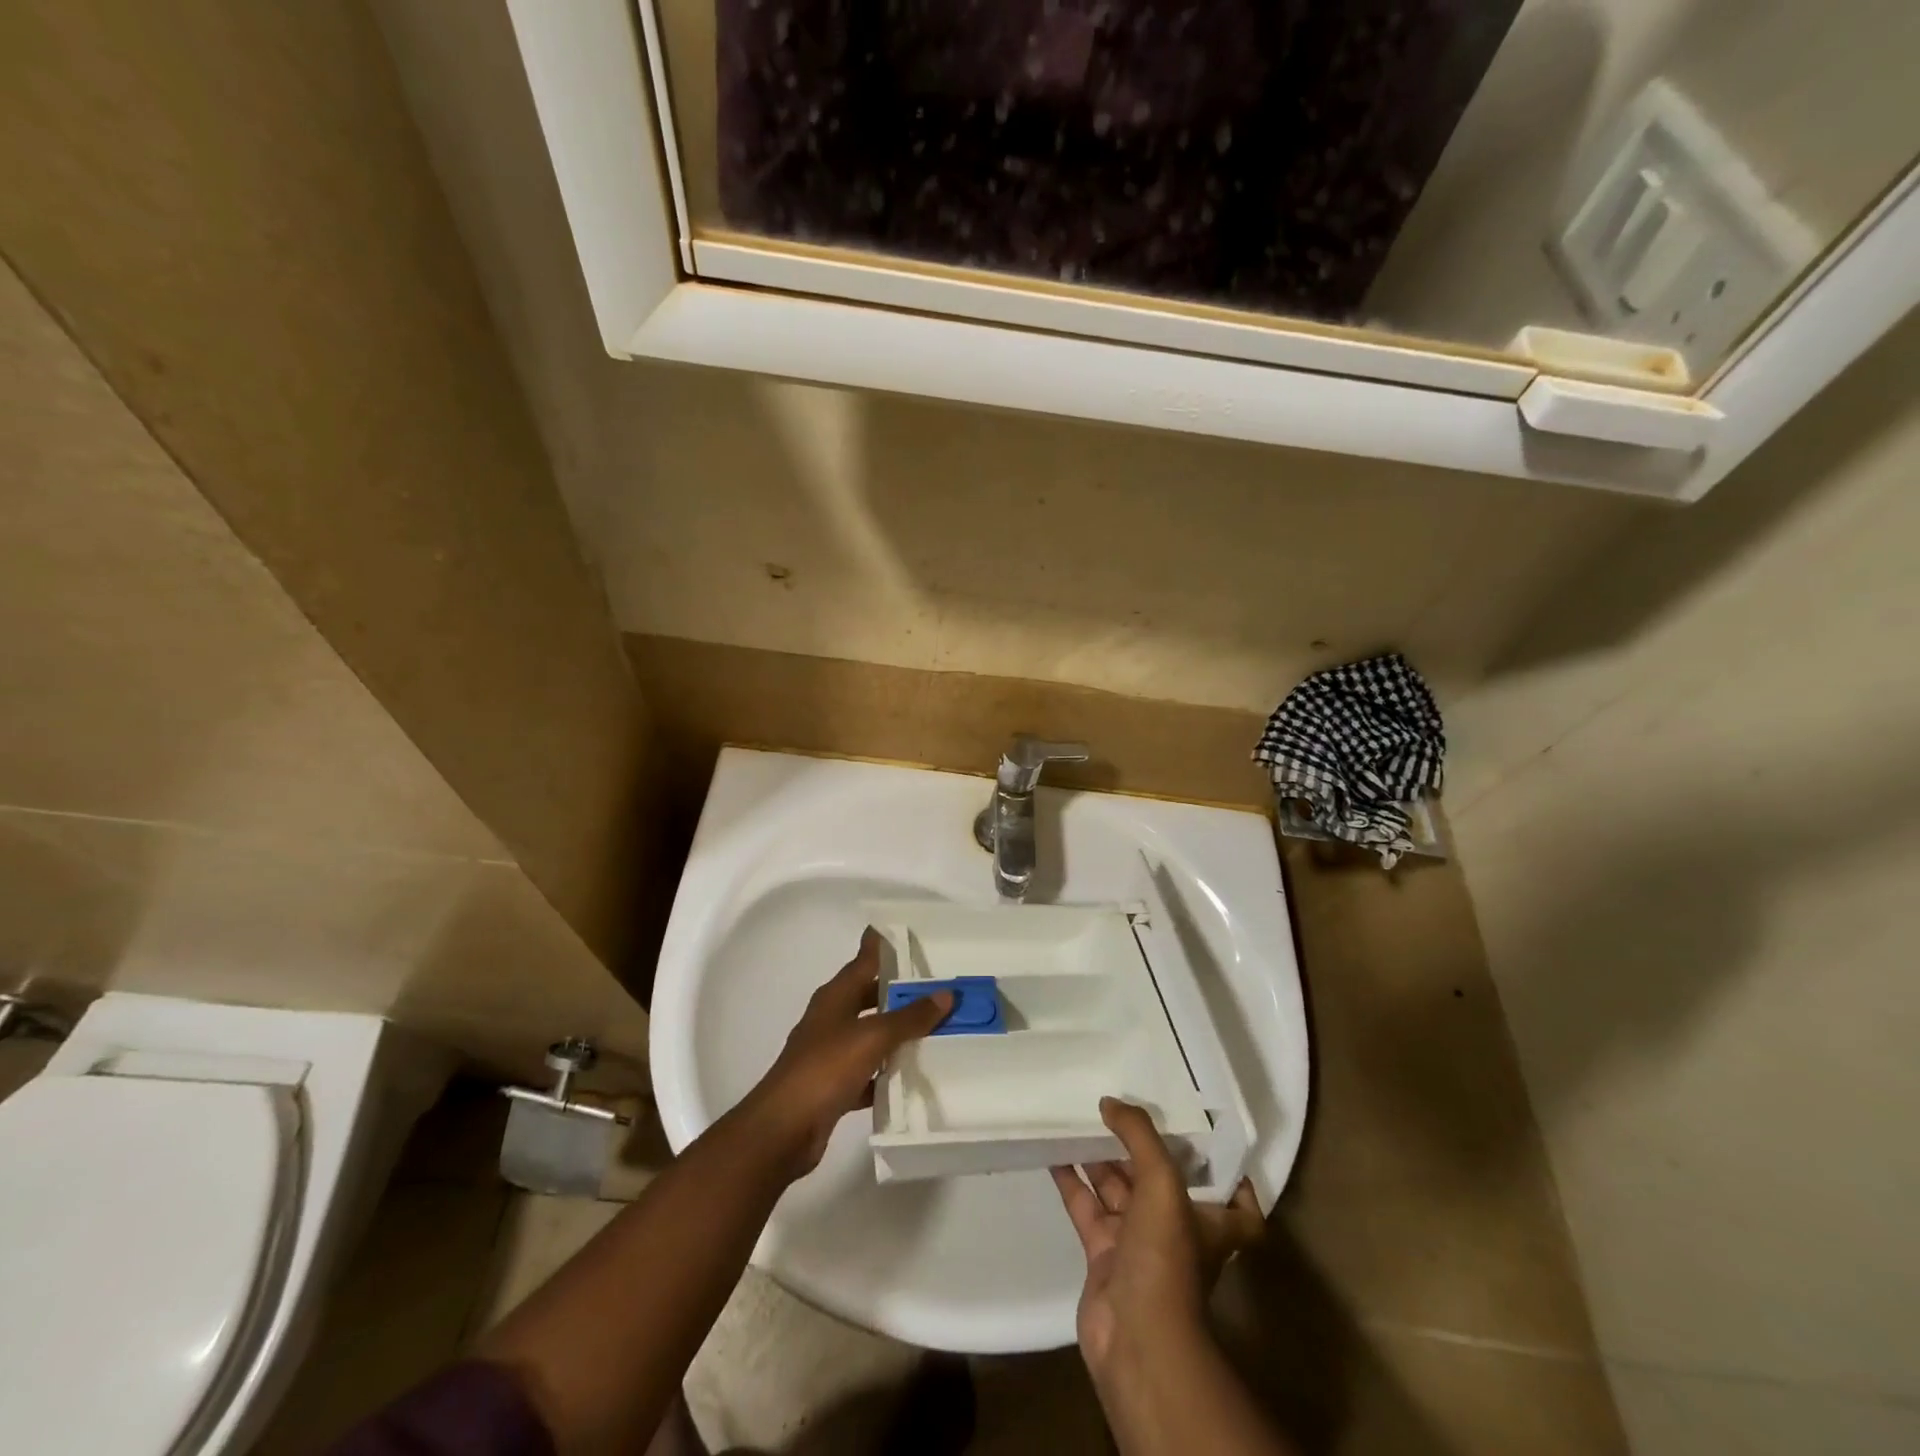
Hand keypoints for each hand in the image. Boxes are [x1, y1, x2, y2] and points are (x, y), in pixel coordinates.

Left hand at [739, 928, 951, 1179]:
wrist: (783, 1130)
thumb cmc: (824, 1069)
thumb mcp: (872, 1037)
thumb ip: (909, 1017)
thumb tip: (946, 994)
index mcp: (836, 996)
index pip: (863, 959)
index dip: (882, 943)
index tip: (907, 929)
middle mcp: (832, 1018)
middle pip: (870, 995)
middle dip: (900, 990)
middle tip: (937, 983)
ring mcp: (831, 1053)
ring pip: (871, 1034)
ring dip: (898, 1032)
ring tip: (937, 1027)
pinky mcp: (834, 1086)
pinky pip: (869, 1071)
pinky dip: (888, 1072)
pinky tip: (914, 1076)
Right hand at [1051, 1097, 1264, 1378]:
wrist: (1135, 1338)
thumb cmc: (1166, 1257)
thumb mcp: (1163, 1183)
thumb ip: (1139, 1135)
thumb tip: (1110, 1102)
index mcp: (1210, 1222)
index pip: (1237, 1203)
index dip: (1229, 1176)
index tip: (1206, 1139)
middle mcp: (1177, 1231)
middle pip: (1160, 1182)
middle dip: (1140, 1148)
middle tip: (1118, 1108)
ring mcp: (1138, 1245)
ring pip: (1119, 1191)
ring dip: (1101, 1159)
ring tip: (1080, 1118)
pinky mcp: (1104, 1256)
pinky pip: (1087, 1208)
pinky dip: (1073, 1182)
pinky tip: (1054, 1152)